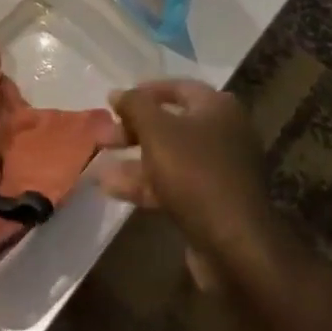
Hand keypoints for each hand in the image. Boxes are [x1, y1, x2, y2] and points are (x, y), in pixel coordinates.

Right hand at [97, 80, 271, 259]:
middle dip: (132, 130)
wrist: (234, 243)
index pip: (178, 88)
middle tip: (102, 136)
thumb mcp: (157, 131)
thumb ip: (134, 106)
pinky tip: (111, 189)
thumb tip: (117, 92)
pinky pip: (174, 184)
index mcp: (217, 108)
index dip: (145, 91)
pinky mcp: (212, 202)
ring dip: (133, 160)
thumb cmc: (195, 172)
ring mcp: (219, 170)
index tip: (115, 101)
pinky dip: (146, 184)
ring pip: (169, 157)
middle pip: (171, 124)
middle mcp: (223, 134)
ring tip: (97, 165)